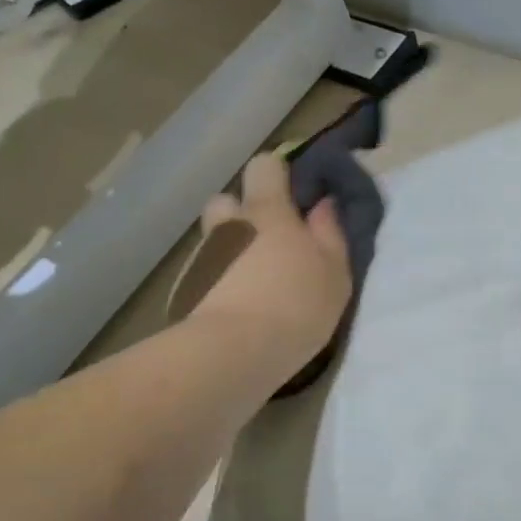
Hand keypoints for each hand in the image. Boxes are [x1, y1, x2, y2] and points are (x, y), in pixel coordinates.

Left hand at [191, 153, 352, 377]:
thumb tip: (324, 203)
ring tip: (254, 283)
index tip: (295, 195)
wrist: (232, 354)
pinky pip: (206, 274)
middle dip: (243, 213)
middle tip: (268, 241)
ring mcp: (203, 258)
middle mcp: (229, 225)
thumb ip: (330, 232)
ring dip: (231, 250)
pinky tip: (236, 309)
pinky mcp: (187, 291)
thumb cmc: (295, 305)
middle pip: (227, 201)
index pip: (264, 166)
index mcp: (267, 211)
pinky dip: (218, 282)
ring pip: (215, 240)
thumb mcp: (334, 271)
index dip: (277, 174)